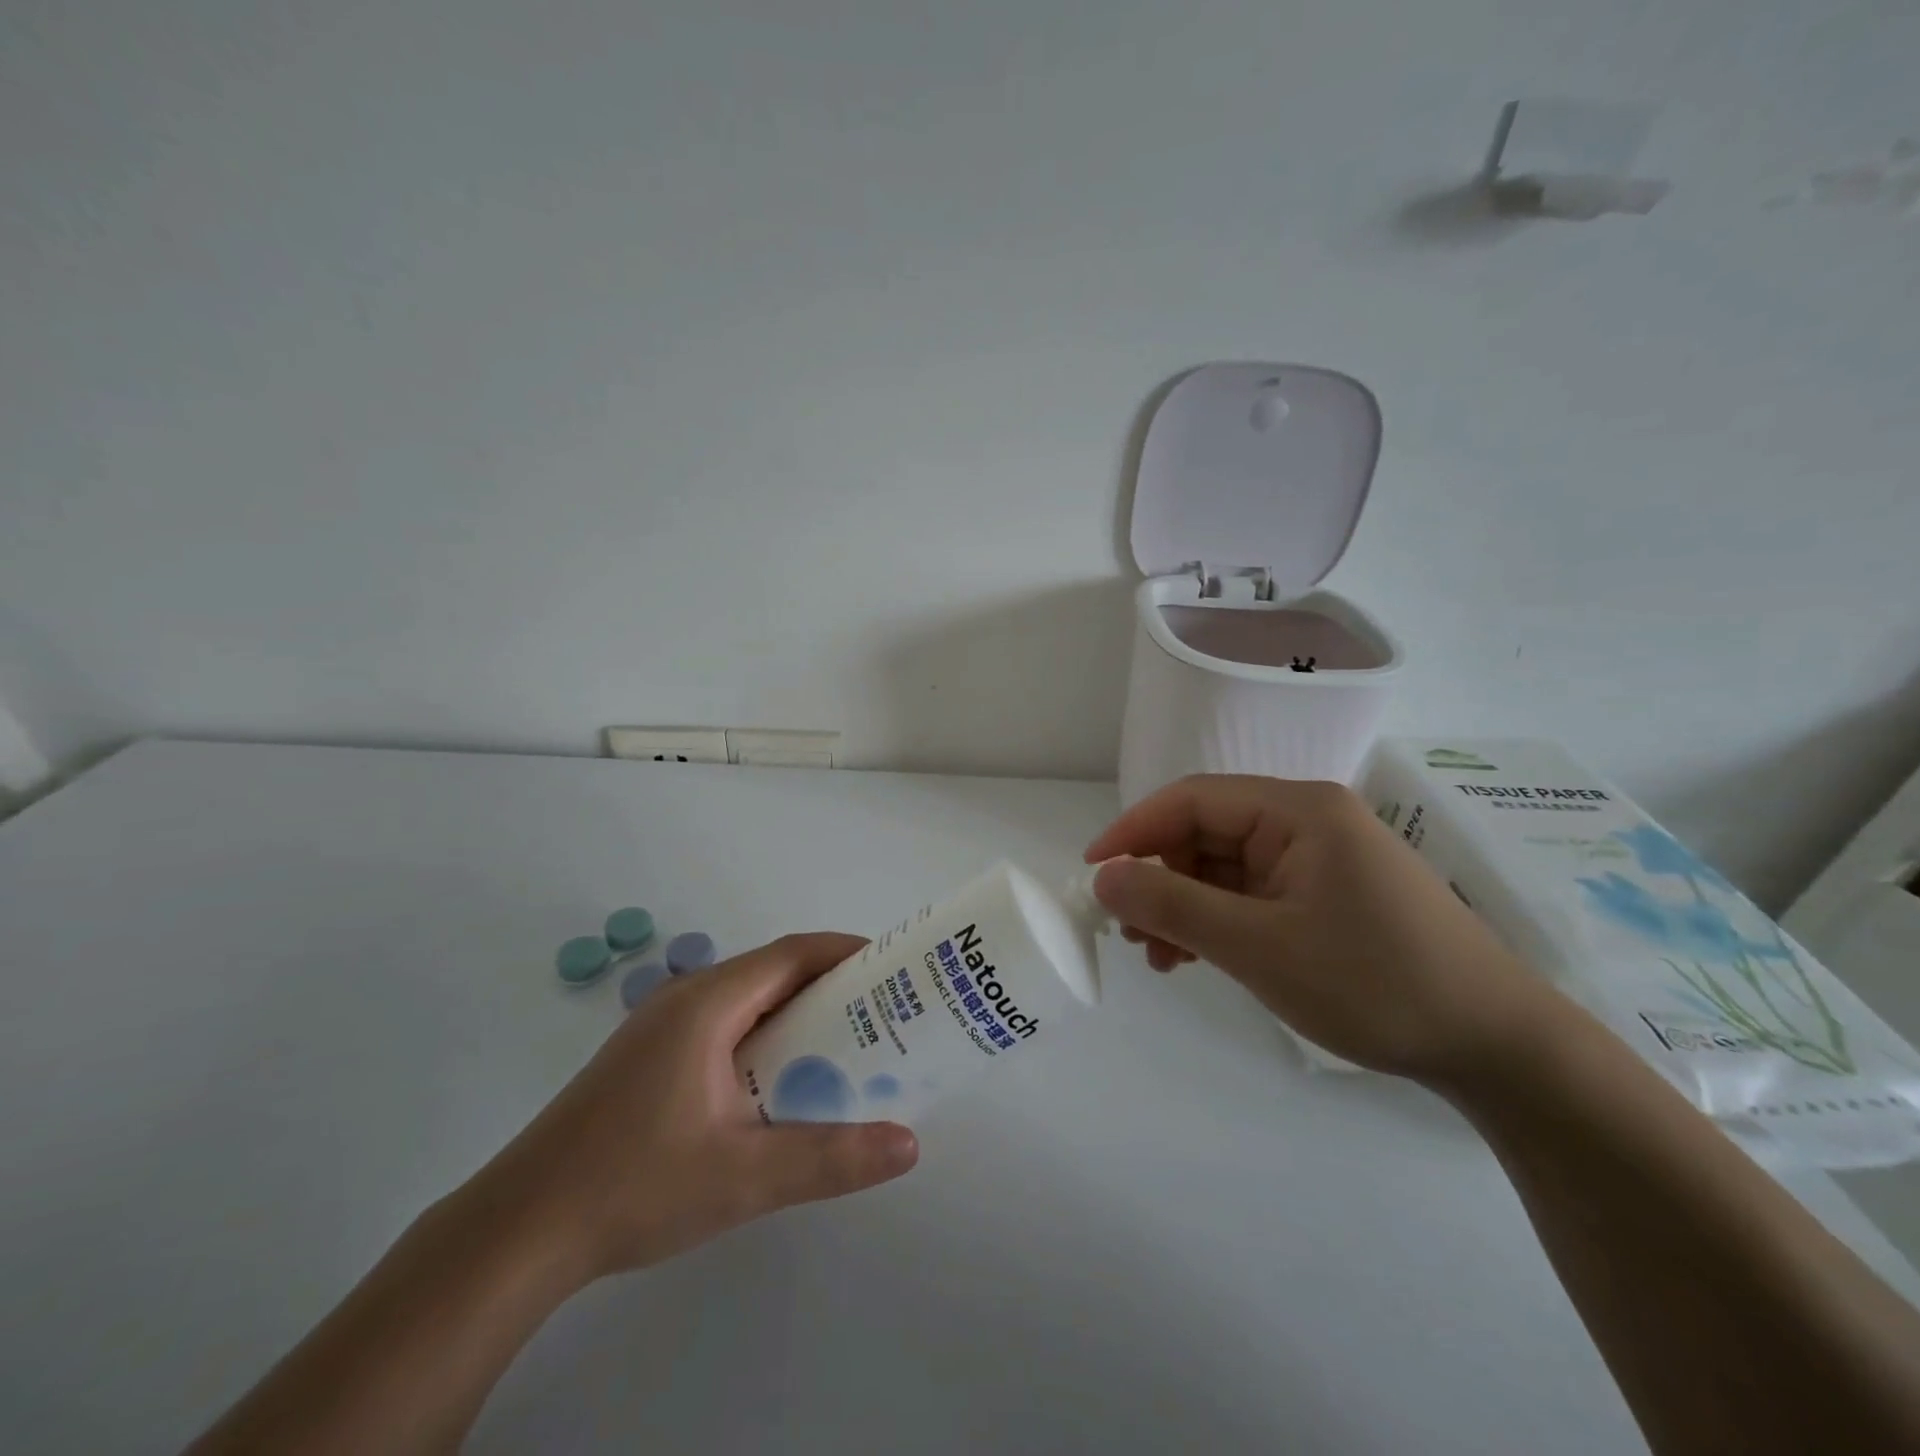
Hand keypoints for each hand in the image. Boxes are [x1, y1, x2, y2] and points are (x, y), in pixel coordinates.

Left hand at [463, 933, 918, 1283]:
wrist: (517, 1232)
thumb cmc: (633, 1186)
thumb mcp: (743, 1177)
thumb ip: (830, 1158)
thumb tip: (909, 1144)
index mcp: (708, 1003)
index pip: (792, 954)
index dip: (847, 952)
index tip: (894, 969)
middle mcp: (686, 1000)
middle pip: (774, 973)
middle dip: (832, 987)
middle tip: (885, 1015)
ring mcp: (662, 1028)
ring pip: (748, 1002)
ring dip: (798, 1015)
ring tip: (847, 1048)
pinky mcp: (650, 1059)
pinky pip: (725, 1027)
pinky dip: (766, 1038)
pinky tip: (782, 1084)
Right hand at [1085, 776, 1558, 1083]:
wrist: (1496, 1047)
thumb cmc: (1375, 983)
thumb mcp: (1259, 947)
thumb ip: (1173, 907)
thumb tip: (1103, 878)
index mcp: (1297, 810)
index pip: (1192, 799)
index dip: (1134, 831)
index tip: (1092, 874)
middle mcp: (1306, 821)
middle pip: (1206, 834)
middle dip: (1159, 880)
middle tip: (1129, 934)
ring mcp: (1318, 859)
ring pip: (1224, 868)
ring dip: (1184, 907)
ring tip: (1160, 958)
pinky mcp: (1326, 895)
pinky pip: (1251, 895)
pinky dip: (1217, 922)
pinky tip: (1196, 958)